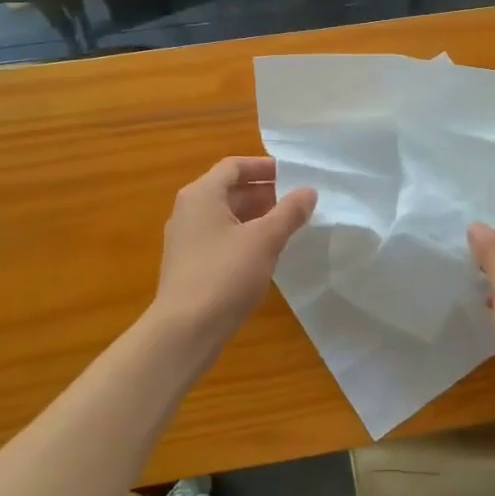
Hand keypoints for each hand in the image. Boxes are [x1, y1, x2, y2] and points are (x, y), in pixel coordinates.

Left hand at [155, 156, 316, 349]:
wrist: (185, 330)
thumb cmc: (225, 275)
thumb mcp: (265, 239)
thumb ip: (289, 212)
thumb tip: (309, 190)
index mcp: (202, 195)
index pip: (235, 166)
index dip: (265, 167)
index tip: (294, 176)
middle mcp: (189, 210)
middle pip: (230, 189)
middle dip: (265, 193)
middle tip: (298, 202)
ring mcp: (187, 239)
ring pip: (227, 216)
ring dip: (258, 216)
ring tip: (289, 226)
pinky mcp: (190, 264)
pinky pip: (222, 238)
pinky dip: (246, 236)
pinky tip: (268, 253)